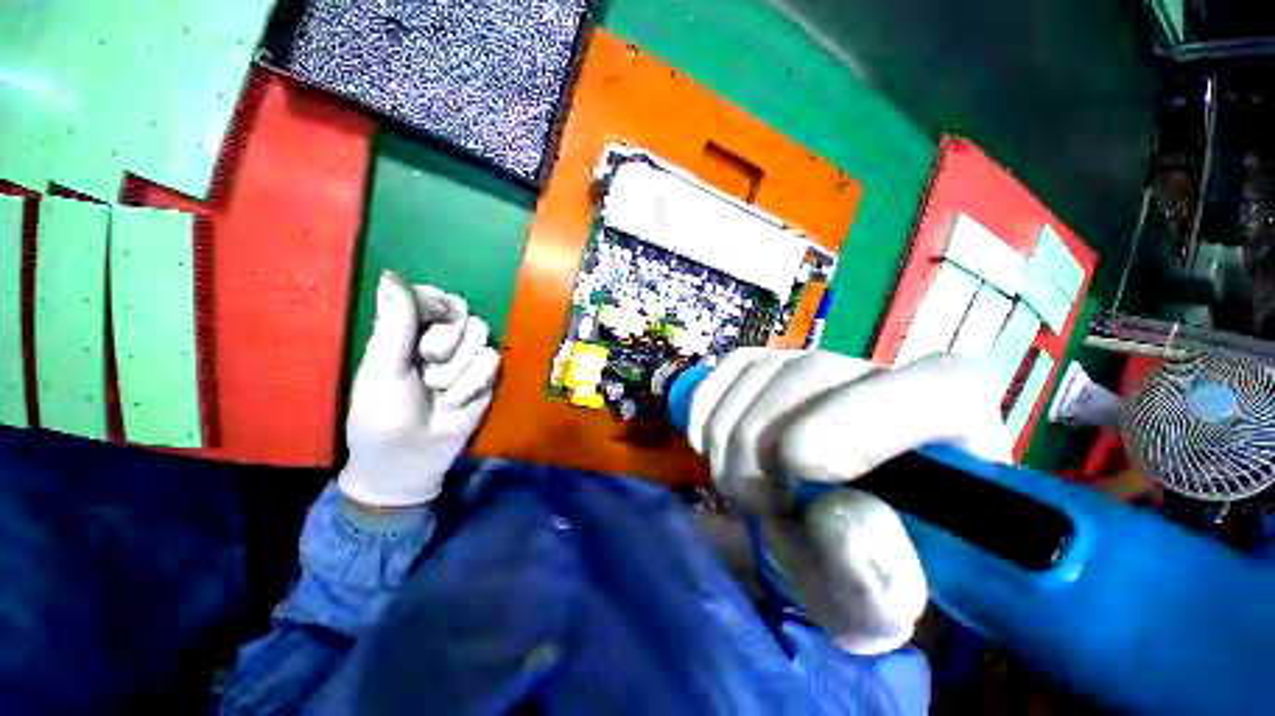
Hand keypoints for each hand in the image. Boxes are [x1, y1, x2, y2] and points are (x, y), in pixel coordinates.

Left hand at [339, 272, 499, 507]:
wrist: (409, 460)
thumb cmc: (382, 415)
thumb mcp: (382, 368)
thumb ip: (395, 323)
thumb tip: (392, 274)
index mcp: (410, 332)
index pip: (436, 297)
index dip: (437, 304)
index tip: (429, 319)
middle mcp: (443, 341)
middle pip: (466, 314)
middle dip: (447, 341)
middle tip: (427, 364)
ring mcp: (467, 360)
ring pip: (482, 338)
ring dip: (457, 370)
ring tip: (438, 393)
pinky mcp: (486, 379)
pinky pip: (492, 363)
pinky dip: (471, 385)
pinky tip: (455, 404)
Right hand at [687, 349, 1009, 652]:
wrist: (834, 531)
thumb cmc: (866, 571)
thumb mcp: (876, 605)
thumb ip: (873, 581)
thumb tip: (840, 517)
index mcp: (955, 437)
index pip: (939, 391)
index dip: (863, 417)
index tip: (796, 466)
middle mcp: (889, 380)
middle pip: (815, 373)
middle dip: (761, 441)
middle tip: (755, 502)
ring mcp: (823, 366)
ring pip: (764, 369)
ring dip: (729, 433)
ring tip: (738, 485)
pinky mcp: (775, 367)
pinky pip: (733, 365)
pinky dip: (707, 405)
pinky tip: (708, 445)